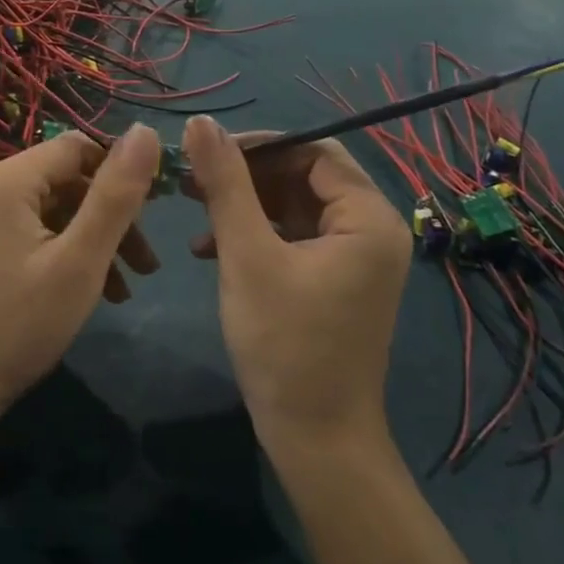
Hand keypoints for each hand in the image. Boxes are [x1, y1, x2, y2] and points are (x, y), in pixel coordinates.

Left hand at [0, 126, 161, 430]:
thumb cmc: (17, 325)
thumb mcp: (80, 260)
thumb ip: (116, 195)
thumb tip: (145, 131)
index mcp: (9, 179)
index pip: (79, 147)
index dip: (122, 170)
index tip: (156, 209)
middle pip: (67, 180)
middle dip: (112, 215)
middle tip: (147, 261)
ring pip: (53, 211)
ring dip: (94, 239)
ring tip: (130, 285)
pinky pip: (32, 234)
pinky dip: (65, 253)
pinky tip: (94, 294)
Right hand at [183, 118, 410, 454]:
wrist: (315, 441)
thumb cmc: (285, 344)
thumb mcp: (247, 255)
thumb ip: (226, 184)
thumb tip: (201, 122)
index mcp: (368, 217)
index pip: (314, 151)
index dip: (259, 145)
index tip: (206, 153)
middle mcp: (371, 229)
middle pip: (303, 176)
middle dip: (246, 176)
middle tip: (192, 180)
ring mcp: (354, 258)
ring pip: (293, 206)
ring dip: (244, 205)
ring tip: (193, 209)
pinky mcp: (334, 280)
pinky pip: (293, 237)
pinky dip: (255, 235)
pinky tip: (208, 248)